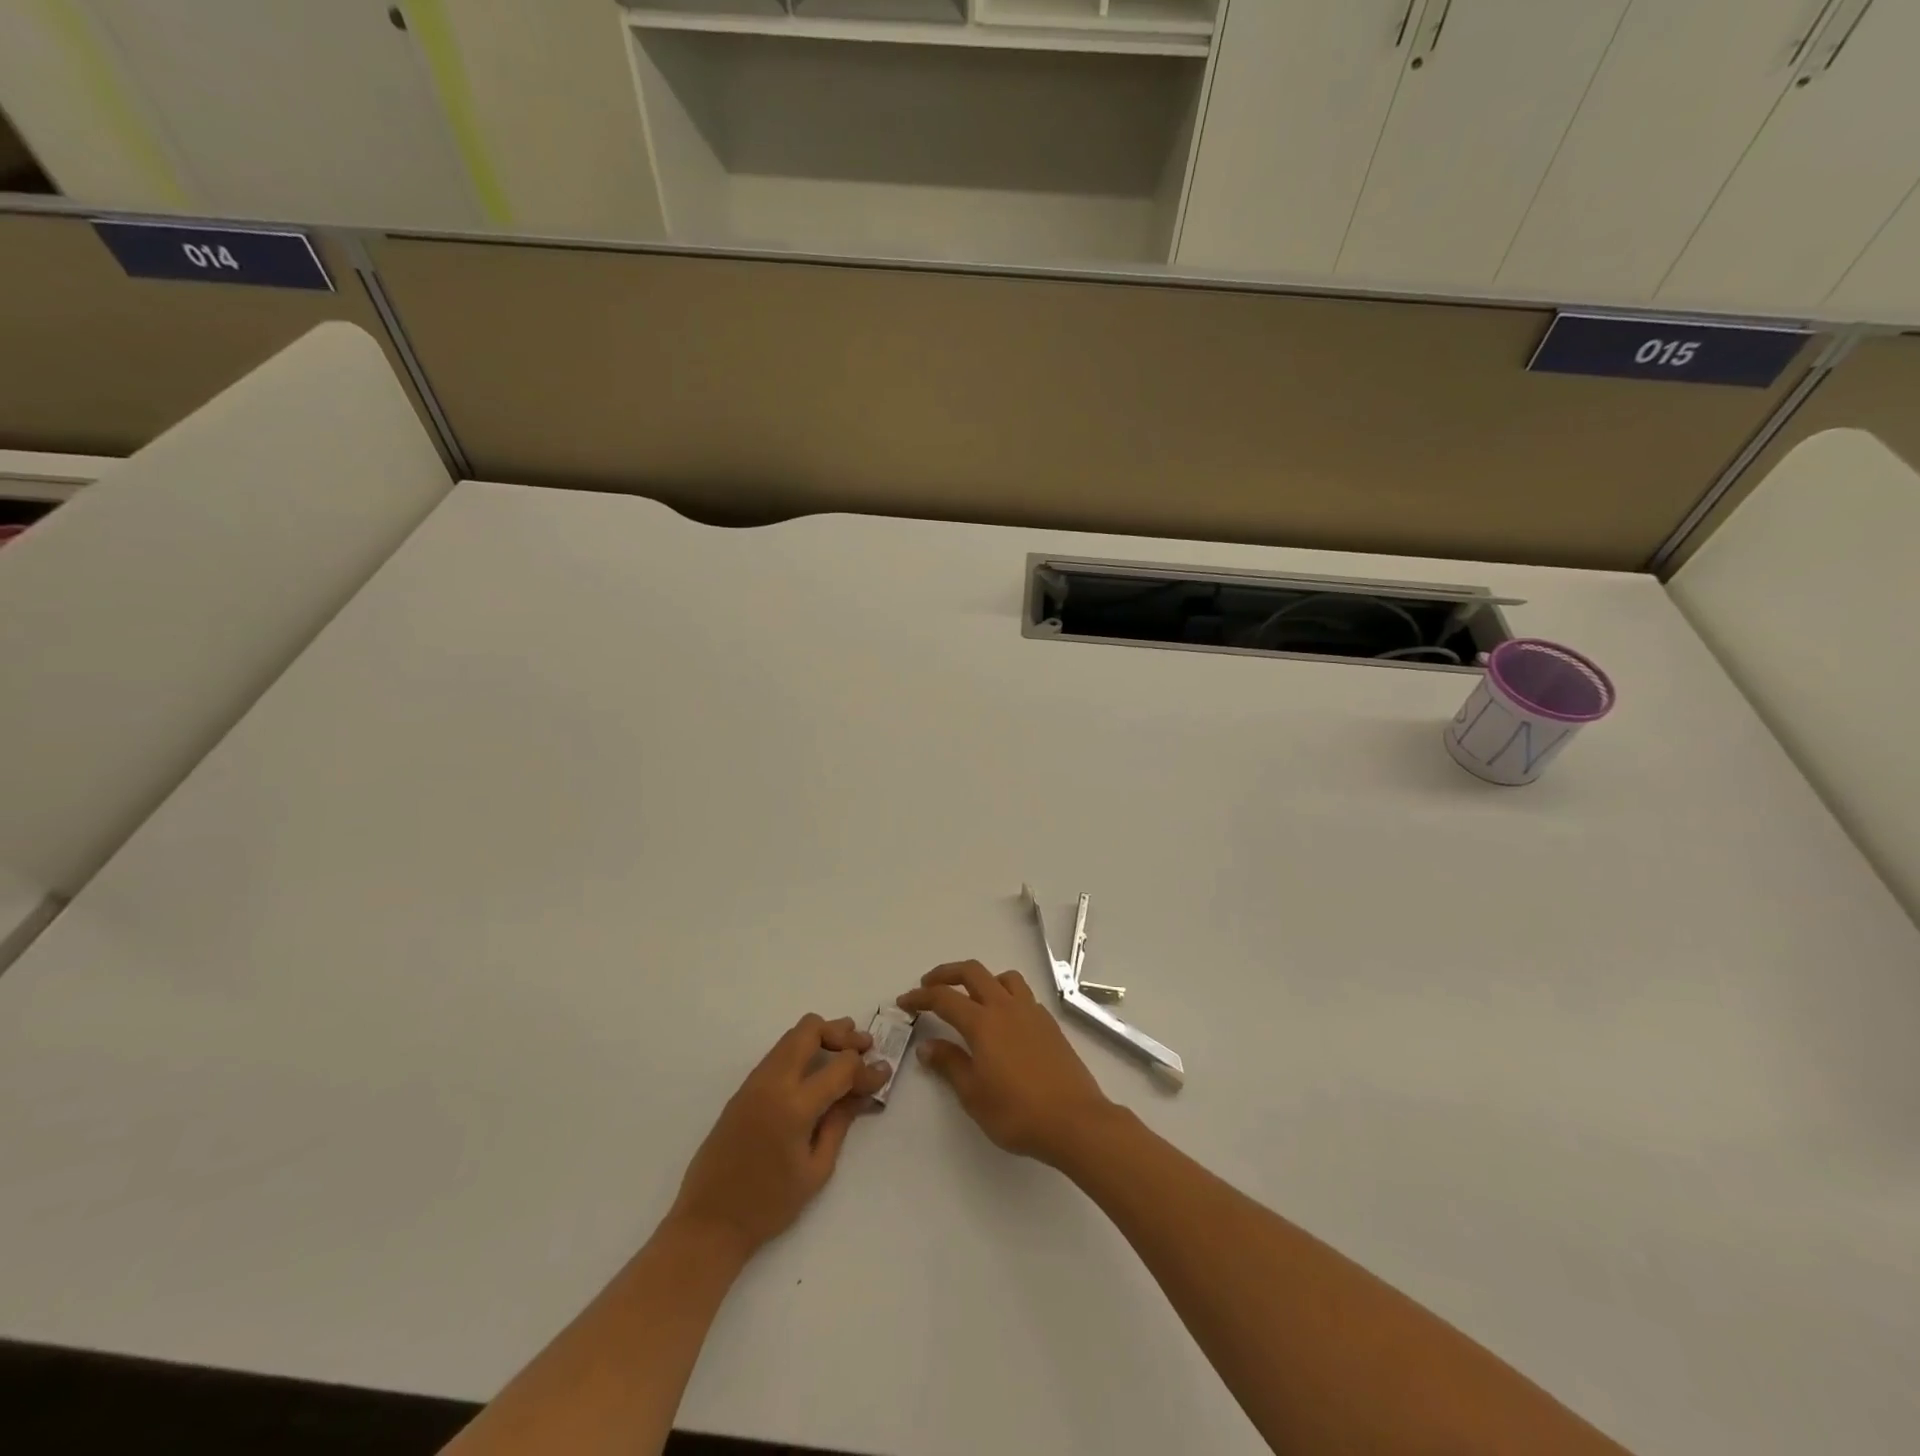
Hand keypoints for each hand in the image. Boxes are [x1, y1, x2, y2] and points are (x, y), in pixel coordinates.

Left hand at [667, 1013, 890, 1259]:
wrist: (708, 1222)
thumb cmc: (768, 1205)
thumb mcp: (816, 1170)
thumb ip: (840, 1122)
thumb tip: (861, 1091)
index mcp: (794, 1105)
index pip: (840, 1065)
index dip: (866, 1067)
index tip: (883, 1072)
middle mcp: (772, 1082)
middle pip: (810, 1029)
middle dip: (841, 1033)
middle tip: (863, 1047)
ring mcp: (754, 1082)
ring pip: (791, 1036)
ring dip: (821, 1038)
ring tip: (844, 1053)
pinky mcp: (743, 1089)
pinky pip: (778, 1055)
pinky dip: (802, 1053)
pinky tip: (816, 1073)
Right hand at [898, 962, 1116, 1167]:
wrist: (1074, 1120)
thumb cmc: (1017, 1112)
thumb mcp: (973, 1095)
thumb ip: (949, 1064)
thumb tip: (928, 1046)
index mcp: (983, 1023)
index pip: (944, 998)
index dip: (920, 997)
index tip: (904, 1001)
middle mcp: (1006, 1007)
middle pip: (972, 972)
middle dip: (946, 974)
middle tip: (929, 986)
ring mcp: (1031, 1012)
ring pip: (1002, 977)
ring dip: (981, 979)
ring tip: (970, 998)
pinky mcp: (1049, 1023)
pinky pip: (1022, 994)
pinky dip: (1004, 995)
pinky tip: (1003, 1020)